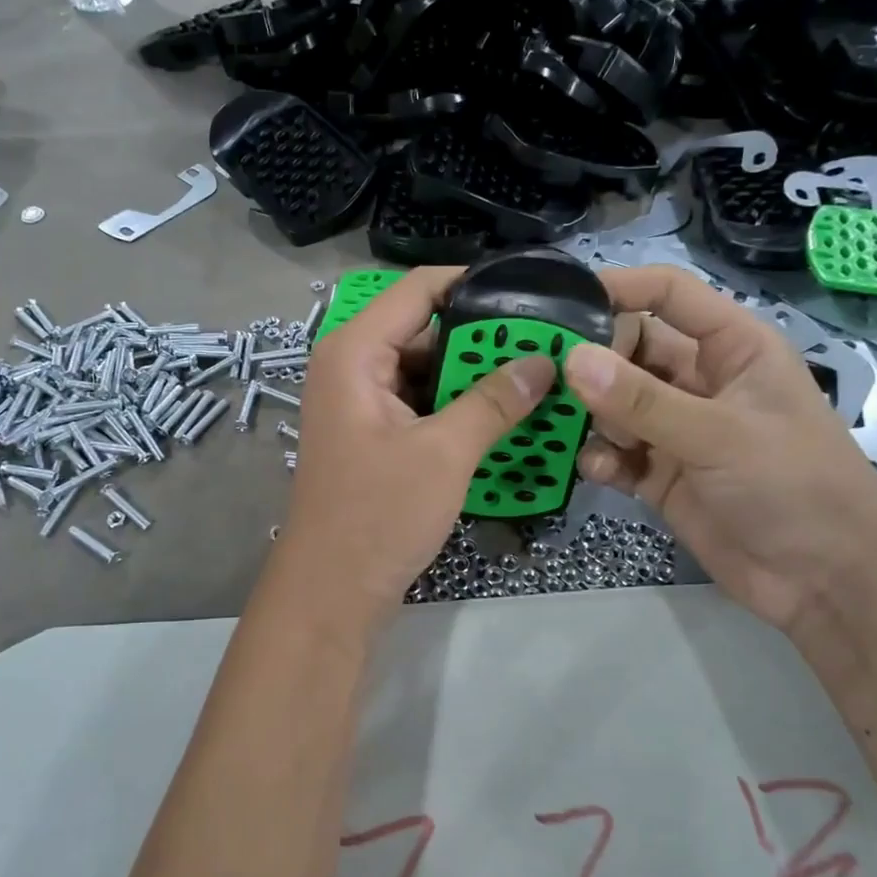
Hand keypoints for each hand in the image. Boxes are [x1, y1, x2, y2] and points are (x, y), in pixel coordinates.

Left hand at [276, 267, 553, 630]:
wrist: (332, 591)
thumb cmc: (379, 514)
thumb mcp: (445, 453)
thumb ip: (495, 401)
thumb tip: (544, 361)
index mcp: (354, 353)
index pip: (417, 290)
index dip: (472, 284)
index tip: (528, 292)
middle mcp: (351, 367)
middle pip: (423, 329)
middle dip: (481, 339)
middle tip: (544, 342)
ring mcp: (360, 403)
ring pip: (424, 370)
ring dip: (473, 377)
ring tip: (534, 376)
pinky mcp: (372, 435)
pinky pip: (420, 403)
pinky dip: (456, 406)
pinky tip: (502, 415)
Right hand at [563, 265, 876, 634]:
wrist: (827, 581)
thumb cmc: (794, 485)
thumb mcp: (719, 435)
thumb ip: (642, 401)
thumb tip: (571, 359)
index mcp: (732, 348)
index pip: (669, 295)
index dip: (620, 288)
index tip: (561, 301)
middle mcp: (700, 381)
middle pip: (630, 349)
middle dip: (592, 362)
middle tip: (546, 376)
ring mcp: (678, 430)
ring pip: (615, 404)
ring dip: (591, 415)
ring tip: (566, 427)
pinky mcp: (661, 475)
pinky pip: (616, 453)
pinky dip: (601, 458)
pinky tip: (600, 471)